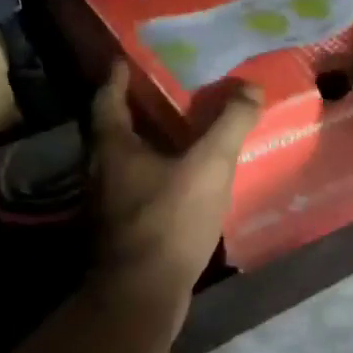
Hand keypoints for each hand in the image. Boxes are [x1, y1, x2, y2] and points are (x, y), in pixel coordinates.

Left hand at [91, 61, 262, 302]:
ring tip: (182, 133)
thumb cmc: (169, 220)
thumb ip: (230, 124)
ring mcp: (109, 205)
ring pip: (127, 162)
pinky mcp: (124, 231)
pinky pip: (139, 189)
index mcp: (113, 147)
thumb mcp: (209, 165)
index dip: (118, 78)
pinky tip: (185, 181)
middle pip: (115, 130)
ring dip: (150, 145)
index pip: (108, 99)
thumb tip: (250, 87)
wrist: (143, 292)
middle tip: (168, 92)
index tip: (127, 60)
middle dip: (138, 110)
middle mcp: (102, 171)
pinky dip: (158, 176)